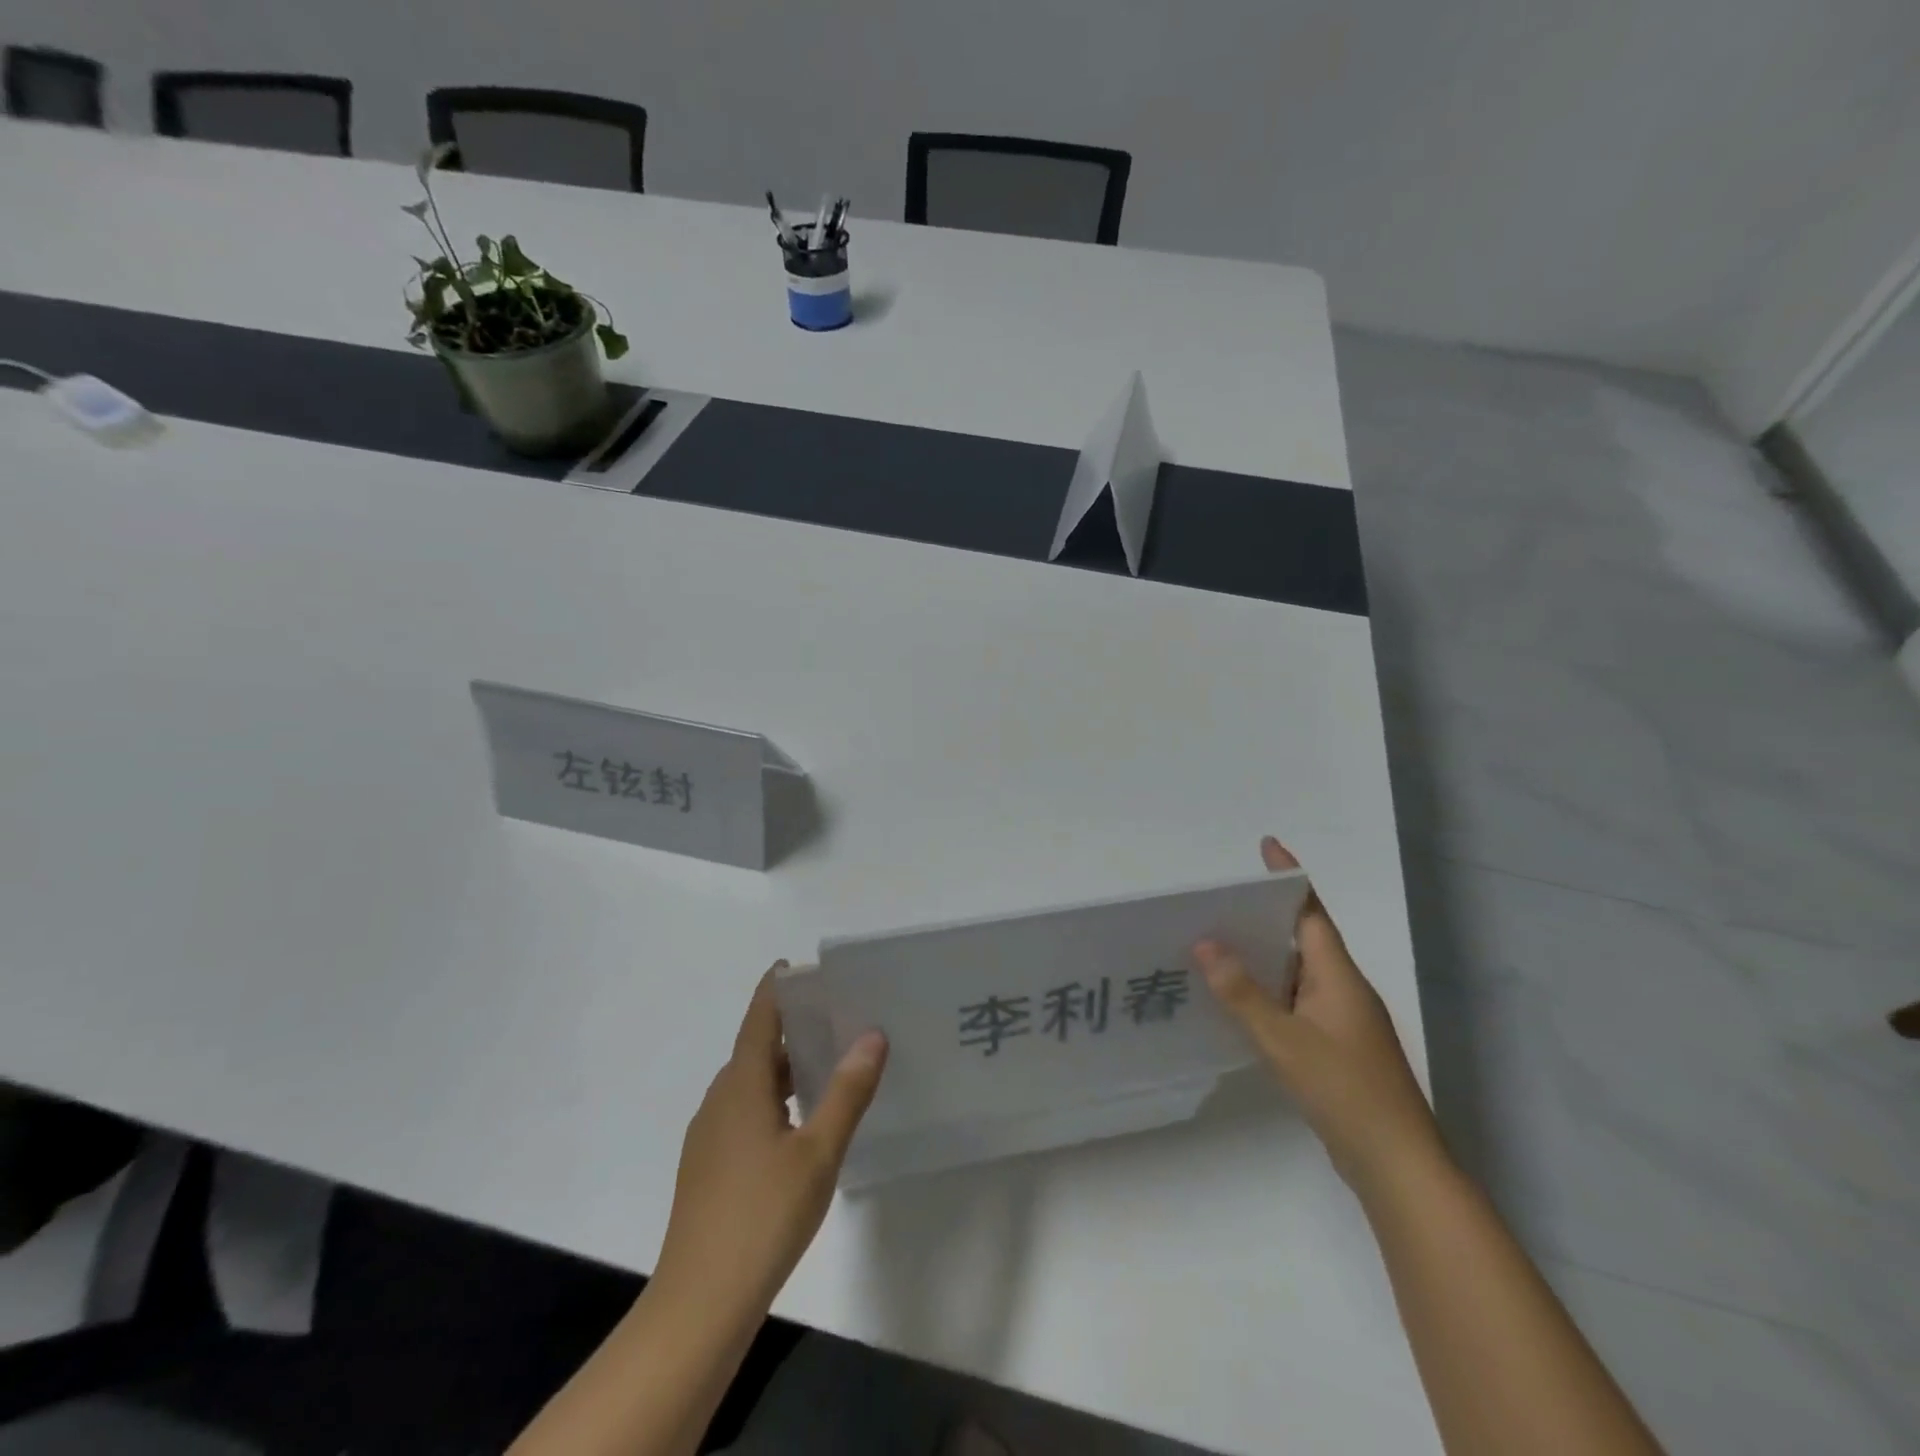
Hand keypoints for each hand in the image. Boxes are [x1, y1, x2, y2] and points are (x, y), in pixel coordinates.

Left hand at [654, 967, 886, 1317]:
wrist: (699, 1303)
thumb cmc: (763, 1215)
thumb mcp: (819, 1152)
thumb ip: (847, 1091)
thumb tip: (872, 1034)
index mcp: (741, 1085)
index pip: (759, 1017)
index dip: (777, 988)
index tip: (799, 967)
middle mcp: (720, 1099)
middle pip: (755, 1048)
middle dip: (791, 1028)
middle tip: (835, 1016)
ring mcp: (709, 1135)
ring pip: (750, 1084)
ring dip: (783, 1067)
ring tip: (826, 1065)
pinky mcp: (708, 1166)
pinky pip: (743, 1111)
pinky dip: (773, 1099)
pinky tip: (799, 1124)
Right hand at [1195, 837, 1445, 1197]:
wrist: (1397, 1165)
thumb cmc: (1345, 1092)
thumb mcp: (1284, 1040)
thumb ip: (1242, 993)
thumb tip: (1205, 944)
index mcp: (1338, 975)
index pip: (1311, 912)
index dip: (1289, 877)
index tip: (1266, 846)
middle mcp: (1343, 989)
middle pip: (1303, 937)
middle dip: (1265, 915)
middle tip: (1219, 901)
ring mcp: (1342, 1020)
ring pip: (1297, 973)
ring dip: (1263, 956)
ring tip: (1216, 943)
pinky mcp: (1335, 1048)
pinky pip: (1295, 1002)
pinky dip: (1267, 992)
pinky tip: (1237, 1001)